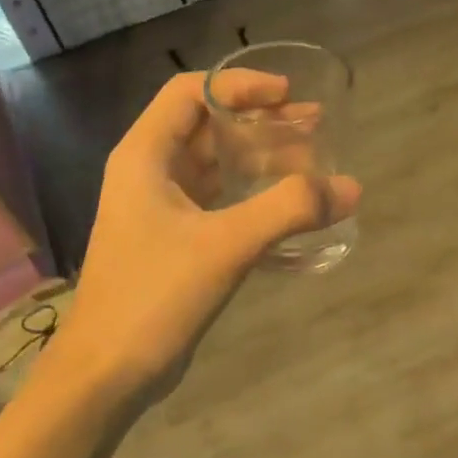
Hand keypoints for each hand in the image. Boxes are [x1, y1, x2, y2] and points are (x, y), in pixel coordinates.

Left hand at [54, 72, 360, 400]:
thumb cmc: (155, 295)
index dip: (239, 86)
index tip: (287, 95)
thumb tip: (350, 188)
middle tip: (314, 127)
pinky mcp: (173, 244)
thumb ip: (289, 210)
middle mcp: (149, 174)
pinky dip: (252, 197)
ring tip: (311, 164)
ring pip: (215, 168)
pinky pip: (218, 204)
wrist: (107, 372)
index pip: (190, 93)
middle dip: (261, 123)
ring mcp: (159, 211)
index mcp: (145, 157)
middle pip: (208, 128)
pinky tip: (288, 210)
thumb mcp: (226, 244)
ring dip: (260, 161)